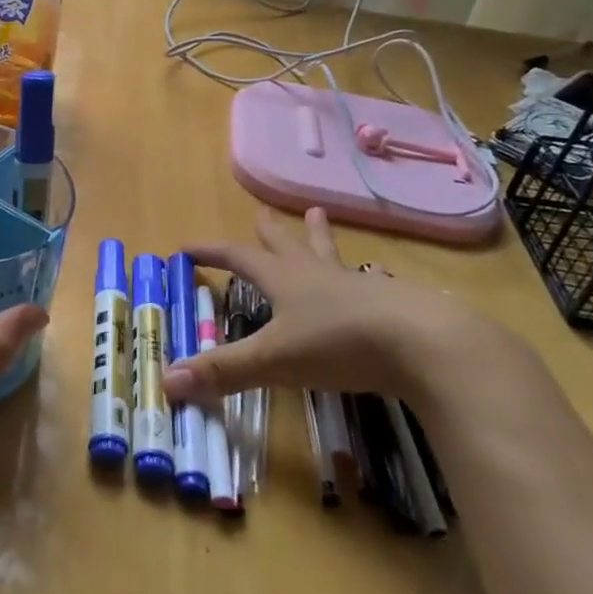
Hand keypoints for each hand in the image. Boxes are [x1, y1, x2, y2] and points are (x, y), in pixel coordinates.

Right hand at [161, 206, 538, 421]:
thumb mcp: (274, 359)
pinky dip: (359, 278)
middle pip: (288, 245)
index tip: (187, 247)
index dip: (212, 253)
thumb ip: (223, 370)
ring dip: (319, 238)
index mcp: (285, 280)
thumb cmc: (340, 344)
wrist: (425, 344)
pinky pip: (368, 283)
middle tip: (262, 212)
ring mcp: (359, 286)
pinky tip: (371, 281)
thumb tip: (166, 381)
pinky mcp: (392, 305)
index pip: (239, 257)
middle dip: (270, 232)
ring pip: (330, 255)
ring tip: (319, 216)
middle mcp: (318, 275)